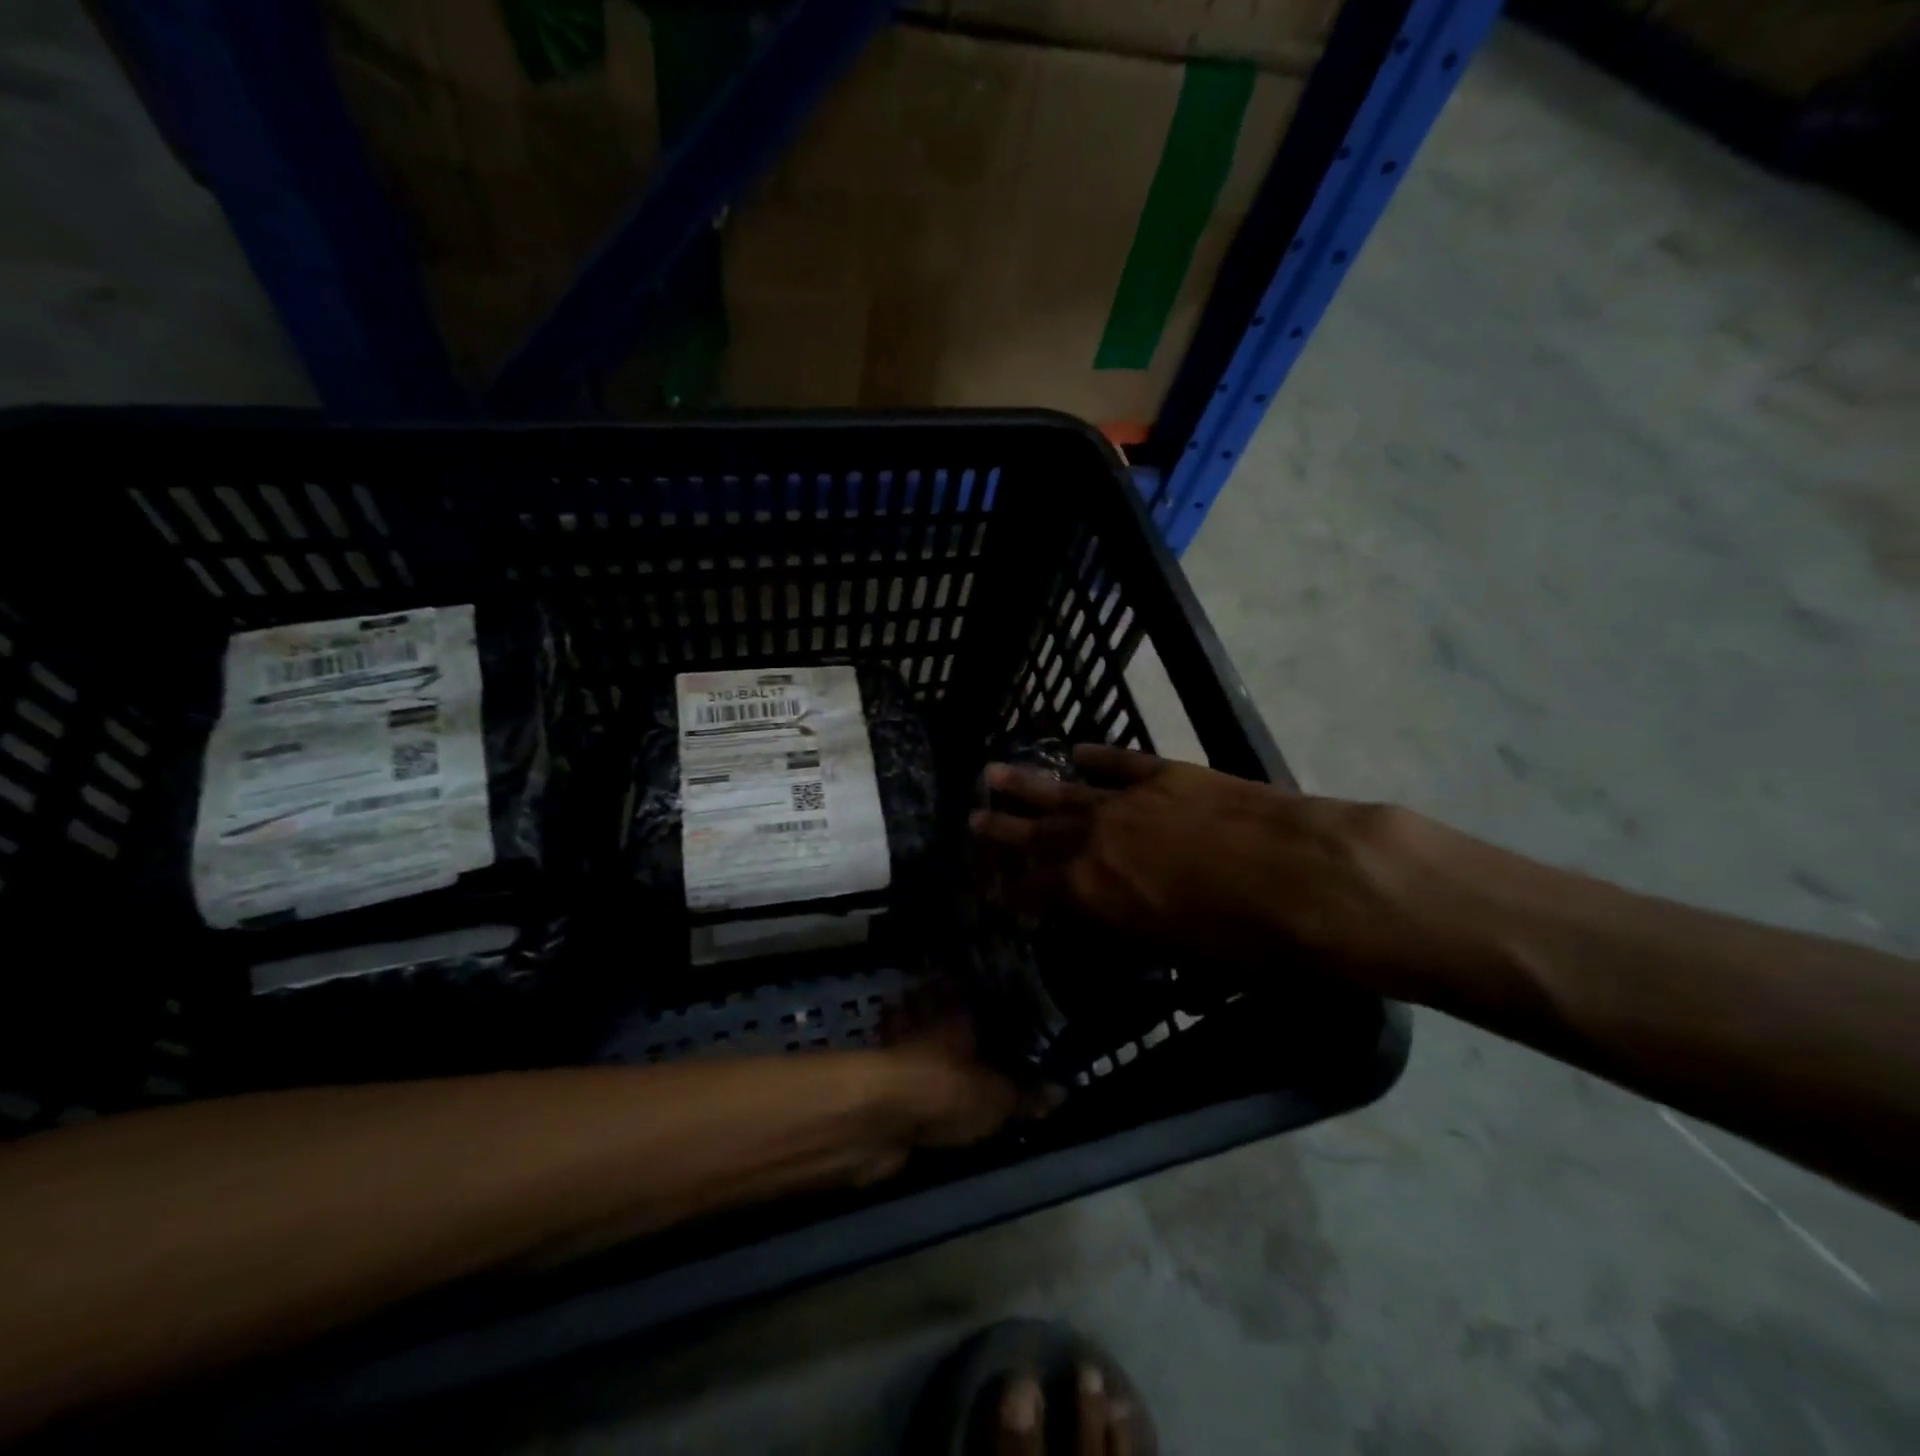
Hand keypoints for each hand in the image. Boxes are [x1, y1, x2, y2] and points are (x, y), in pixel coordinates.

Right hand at [969, 744, 1482, 1001]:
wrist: (1312, 881)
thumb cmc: (1251, 941)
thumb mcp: (1178, 950)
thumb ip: (1132, 924)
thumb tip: (1112, 912)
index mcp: (1094, 895)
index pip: (1032, 889)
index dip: (1006, 887)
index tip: (984, 882)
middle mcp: (1096, 843)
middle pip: (1036, 835)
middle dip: (1000, 831)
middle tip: (970, 820)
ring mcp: (1128, 802)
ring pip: (1063, 791)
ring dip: (1026, 785)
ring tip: (991, 774)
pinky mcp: (1165, 774)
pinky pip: (1118, 761)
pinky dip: (1094, 756)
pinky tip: (1074, 750)